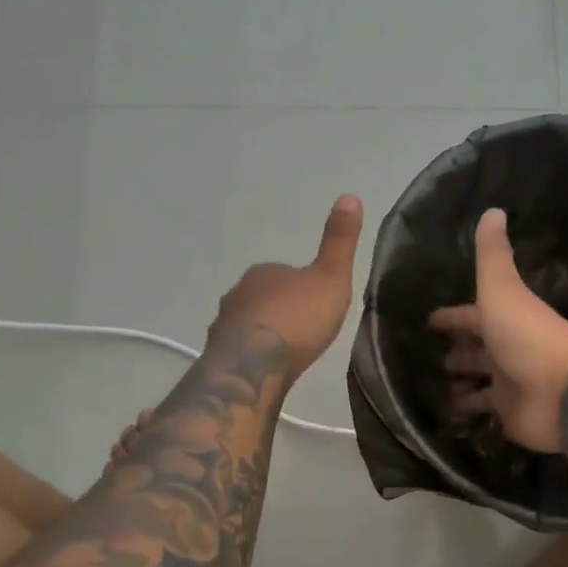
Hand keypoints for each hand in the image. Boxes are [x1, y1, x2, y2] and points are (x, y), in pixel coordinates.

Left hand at [207, 195, 363, 375]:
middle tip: (304, 331)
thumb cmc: (298, 318)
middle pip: (262, 298)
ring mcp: (223, 326)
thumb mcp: (331, 277)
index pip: (284, 273)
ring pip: (248, 325)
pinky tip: (266, 371)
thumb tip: (349, 195)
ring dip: (263, 335)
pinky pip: (239, 352)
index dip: (302, 288)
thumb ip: (339, 241)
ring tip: (285, 354)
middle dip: (280, 311)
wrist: (255, 366)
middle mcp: (237, 293)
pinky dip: (251, 358)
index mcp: (263, 272)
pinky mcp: (218, 357)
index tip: (317, 305)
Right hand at [428, 209, 567, 452]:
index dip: (451, 317)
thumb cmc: (529, 337)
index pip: (472, 316)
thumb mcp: (503, 291)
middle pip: (478, 349)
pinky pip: (484, 410)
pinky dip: (468, 410)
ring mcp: (510, 383)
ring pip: (481, 381)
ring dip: (462, 382)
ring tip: (435, 385)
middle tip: (432, 357)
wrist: (565, 392)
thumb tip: (492, 209)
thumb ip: (493, 256)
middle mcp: (508, 349)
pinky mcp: (510, 414)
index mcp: (505, 319)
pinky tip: (447, 412)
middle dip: (458, 350)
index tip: (430, 320)